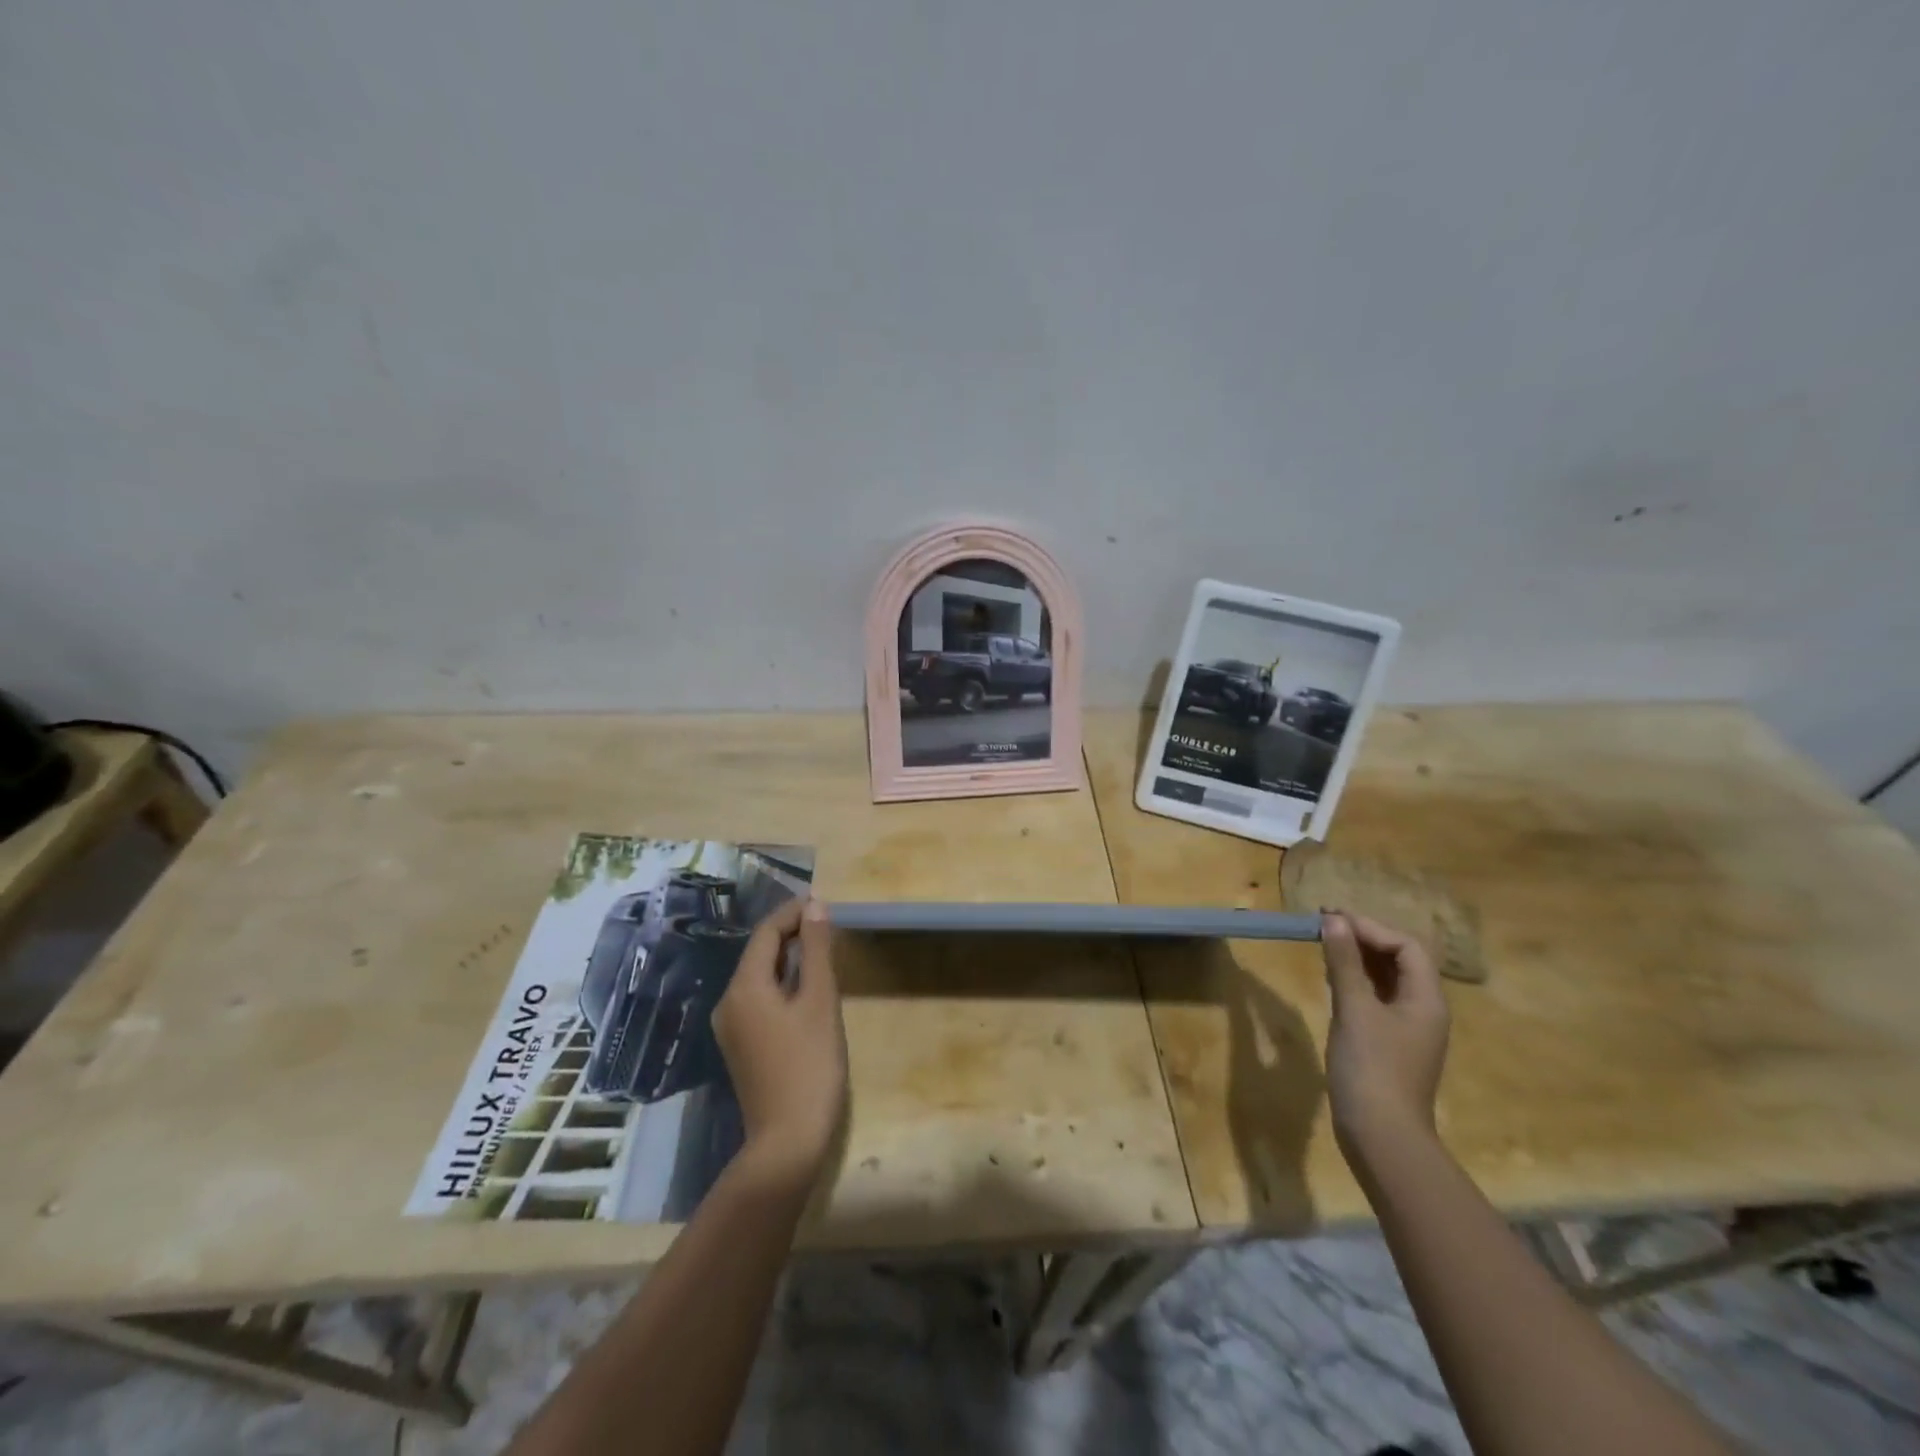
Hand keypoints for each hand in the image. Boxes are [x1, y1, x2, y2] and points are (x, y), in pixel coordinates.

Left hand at [714, 900, 846, 1190]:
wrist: (787, 1142)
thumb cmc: (809, 1065)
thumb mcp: (820, 1001)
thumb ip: (817, 951)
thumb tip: (815, 907)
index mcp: (744, 987)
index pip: (766, 932)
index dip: (794, 912)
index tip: (824, 902)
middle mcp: (728, 1002)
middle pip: (759, 953)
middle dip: (792, 933)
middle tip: (829, 924)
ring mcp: (731, 1027)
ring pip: (759, 977)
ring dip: (789, 958)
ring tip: (823, 951)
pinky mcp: (741, 1046)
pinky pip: (759, 999)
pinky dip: (782, 984)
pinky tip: (807, 989)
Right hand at [1322, 910, 1449, 1164]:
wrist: (1381, 1135)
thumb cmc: (1371, 1067)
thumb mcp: (1354, 1009)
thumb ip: (1344, 962)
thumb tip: (1334, 920)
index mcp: (1426, 999)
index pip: (1406, 946)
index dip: (1371, 928)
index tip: (1333, 919)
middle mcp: (1423, 1009)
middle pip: (1400, 959)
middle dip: (1364, 938)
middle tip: (1325, 926)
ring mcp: (1407, 1028)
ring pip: (1386, 978)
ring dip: (1358, 958)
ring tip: (1324, 944)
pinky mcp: (1389, 1042)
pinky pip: (1376, 998)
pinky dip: (1356, 980)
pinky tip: (1332, 978)